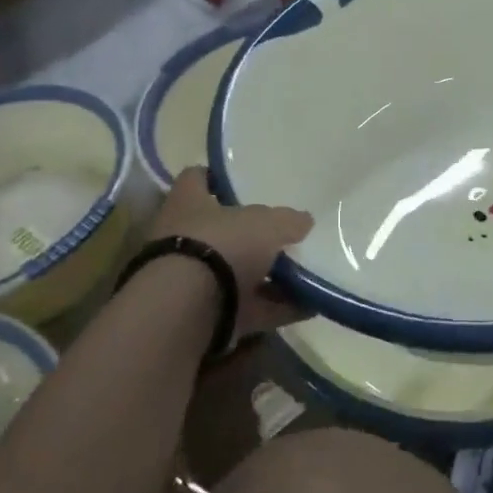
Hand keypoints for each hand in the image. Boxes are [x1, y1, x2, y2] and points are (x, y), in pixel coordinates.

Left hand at [147, 168, 313, 337]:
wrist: (186, 311)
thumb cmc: (221, 245)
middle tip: (284, 234)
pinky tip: (309, 307)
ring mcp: (193, 280)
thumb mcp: (267, 224)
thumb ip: (288, 220)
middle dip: (251, 235)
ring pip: (236, 273)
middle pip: (220, 231)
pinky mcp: (205, 316)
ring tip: (307, 275)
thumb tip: (303, 221)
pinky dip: (276, 309)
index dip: (215, 177)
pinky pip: (248, 309)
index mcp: (188, 203)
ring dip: (269, 277)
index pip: (196, 178)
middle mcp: (184, 238)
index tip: (240, 182)